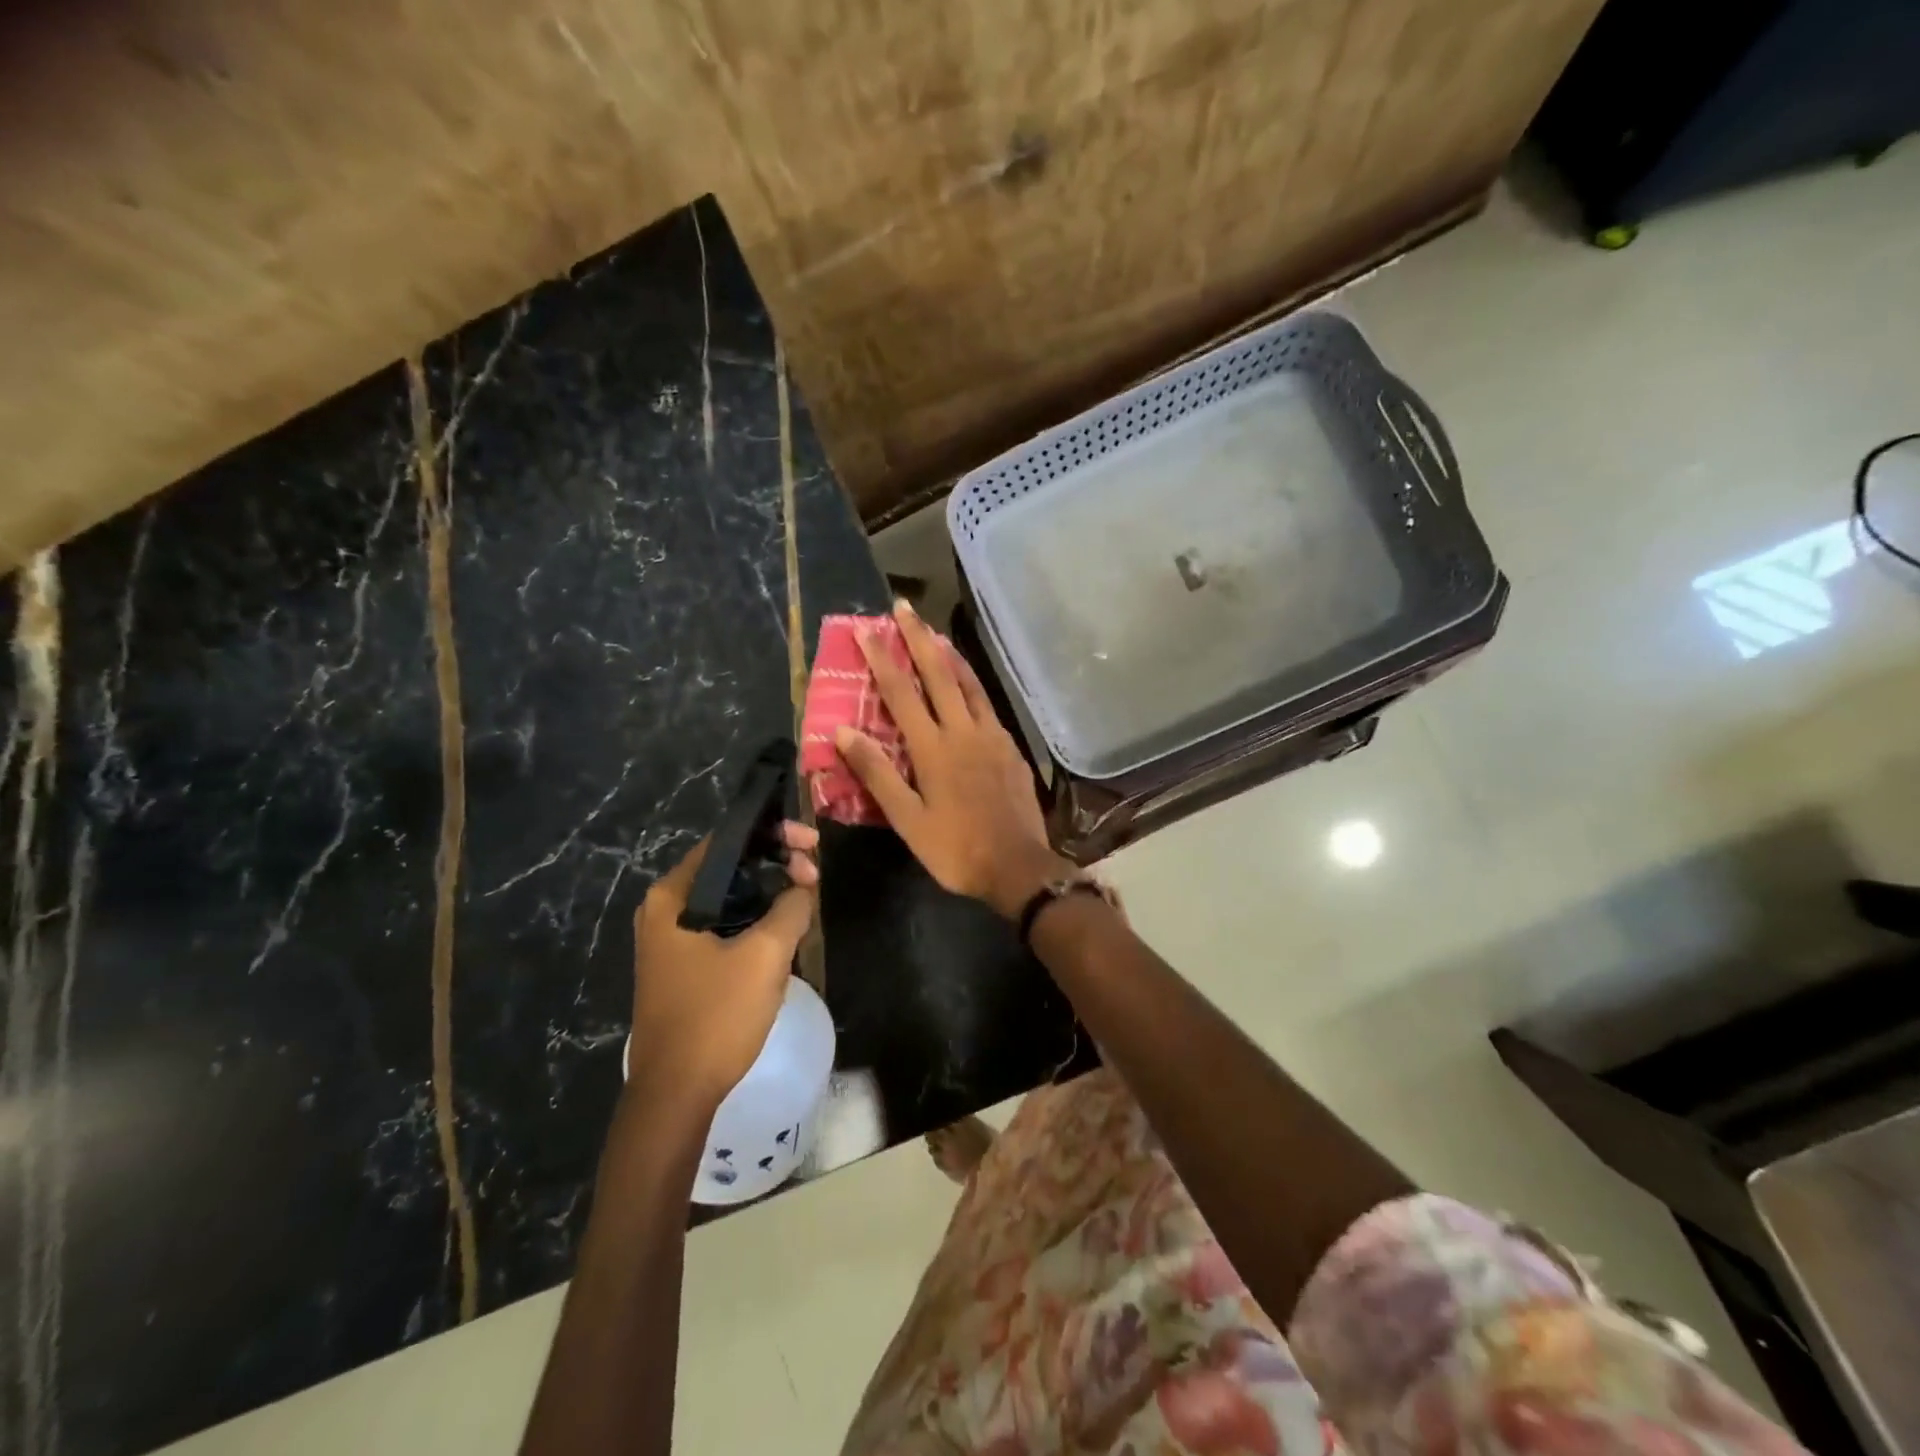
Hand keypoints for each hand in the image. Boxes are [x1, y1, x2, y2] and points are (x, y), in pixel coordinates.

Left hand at [628, 822, 818, 1110]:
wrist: (676, 1094)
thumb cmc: (716, 1016)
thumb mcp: (765, 955)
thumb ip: (791, 907)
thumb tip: (803, 887)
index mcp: (673, 896)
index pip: (727, 841)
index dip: (774, 834)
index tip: (812, 844)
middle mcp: (665, 909)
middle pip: (729, 867)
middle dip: (775, 863)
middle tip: (814, 875)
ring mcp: (671, 940)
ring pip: (729, 897)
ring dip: (769, 893)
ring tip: (806, 899)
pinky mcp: (683, 965)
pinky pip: (724, 924)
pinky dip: (755, 919)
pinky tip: (784, 929)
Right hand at [834, 600, 1074, 917]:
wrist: (1018, 866)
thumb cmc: (956, 848)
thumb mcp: (907, 819)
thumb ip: (877, 773)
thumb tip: (845, 731)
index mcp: (933, 748)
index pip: (902, 692)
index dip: (883, 658)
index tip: (867, 629)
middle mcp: (963, 731)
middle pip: (939, 674)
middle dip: (918, 638)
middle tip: (904, 608)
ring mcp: (992, 736)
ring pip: (969, 684)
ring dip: (949, 654)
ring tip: (935, 632)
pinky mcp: (1011, 748)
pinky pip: (987, 704)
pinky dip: (972, 684)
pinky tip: (968, 685)